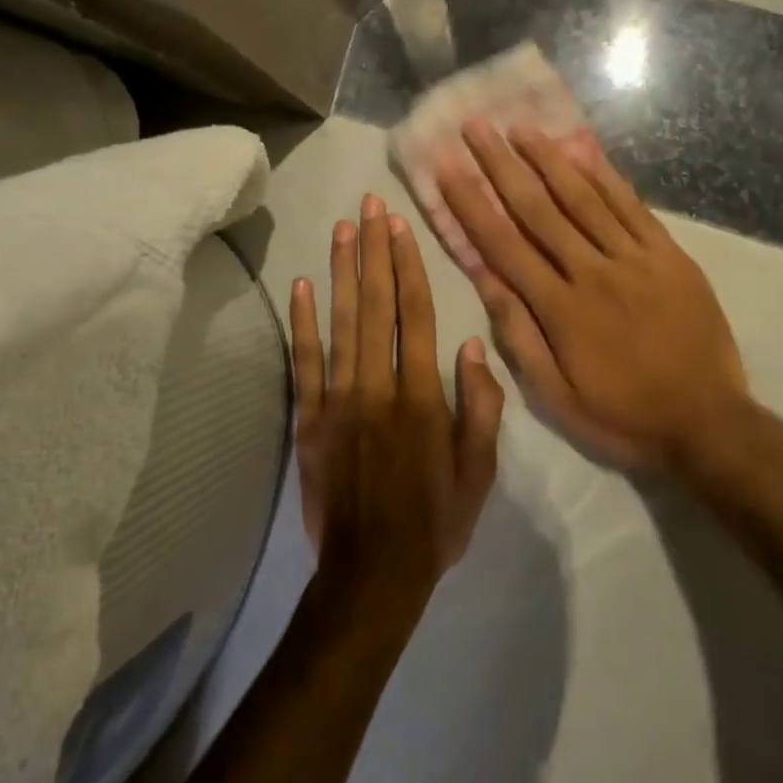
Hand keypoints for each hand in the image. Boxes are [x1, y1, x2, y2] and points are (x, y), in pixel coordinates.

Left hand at [290, 194, 504, 621]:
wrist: (372, 576)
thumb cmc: (435, 521)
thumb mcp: (480, 472)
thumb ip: (480, 407)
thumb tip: (474, 346)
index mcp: (422, 397)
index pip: (416, 315)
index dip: (408, 266)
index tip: (400, 226)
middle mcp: (378, 386)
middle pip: (376, 305)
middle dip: (373, 250)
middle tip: (368, 205)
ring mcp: (338, 400)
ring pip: (341, 323)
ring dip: (342, 271)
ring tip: (341, 228)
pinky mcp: (308, 419)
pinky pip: (304, 363)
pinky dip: (302, 323)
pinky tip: (302, 285)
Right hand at [437, 121, 749, 470]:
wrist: (709, 423)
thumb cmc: (623, 415)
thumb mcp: (557, 396)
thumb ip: (519, 336)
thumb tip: (486, 281)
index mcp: (560, 309)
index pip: (504, 245)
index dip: (472, 204)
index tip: (448, 169)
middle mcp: (592, 272)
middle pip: (539, 209)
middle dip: (502, 165)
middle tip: (476, 127)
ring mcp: (635, 258)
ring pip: (583, 198)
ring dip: (548, 158)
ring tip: (521, 127)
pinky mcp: (668, 255)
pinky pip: (631, 207)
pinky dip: (604, 177)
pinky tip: (582, 152)